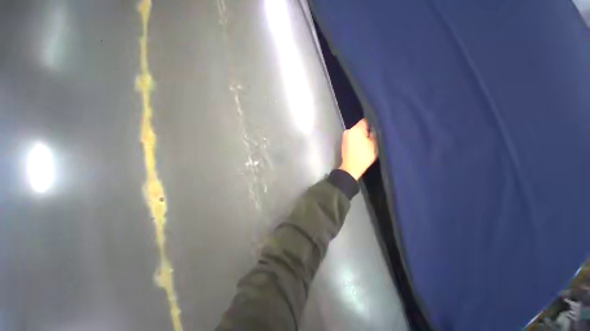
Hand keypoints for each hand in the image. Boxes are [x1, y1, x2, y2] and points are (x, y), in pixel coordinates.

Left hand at [338, 118, 377, 179]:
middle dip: (367, 130)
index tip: (377, 129)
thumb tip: (373, 129)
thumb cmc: (364, 156)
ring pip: (356, 132)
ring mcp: (345, 137)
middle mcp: (348, 130)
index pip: (366, 120)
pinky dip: (357, 140)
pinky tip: (361, 145)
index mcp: (356, 129)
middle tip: (374, 136)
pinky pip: (352, 138)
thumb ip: (374, 134)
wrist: (351, 168)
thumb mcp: (374, 145)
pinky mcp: (343, 143)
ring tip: (368, 142)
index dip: (373, 124)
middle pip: (360, 126)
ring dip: (361, 136)